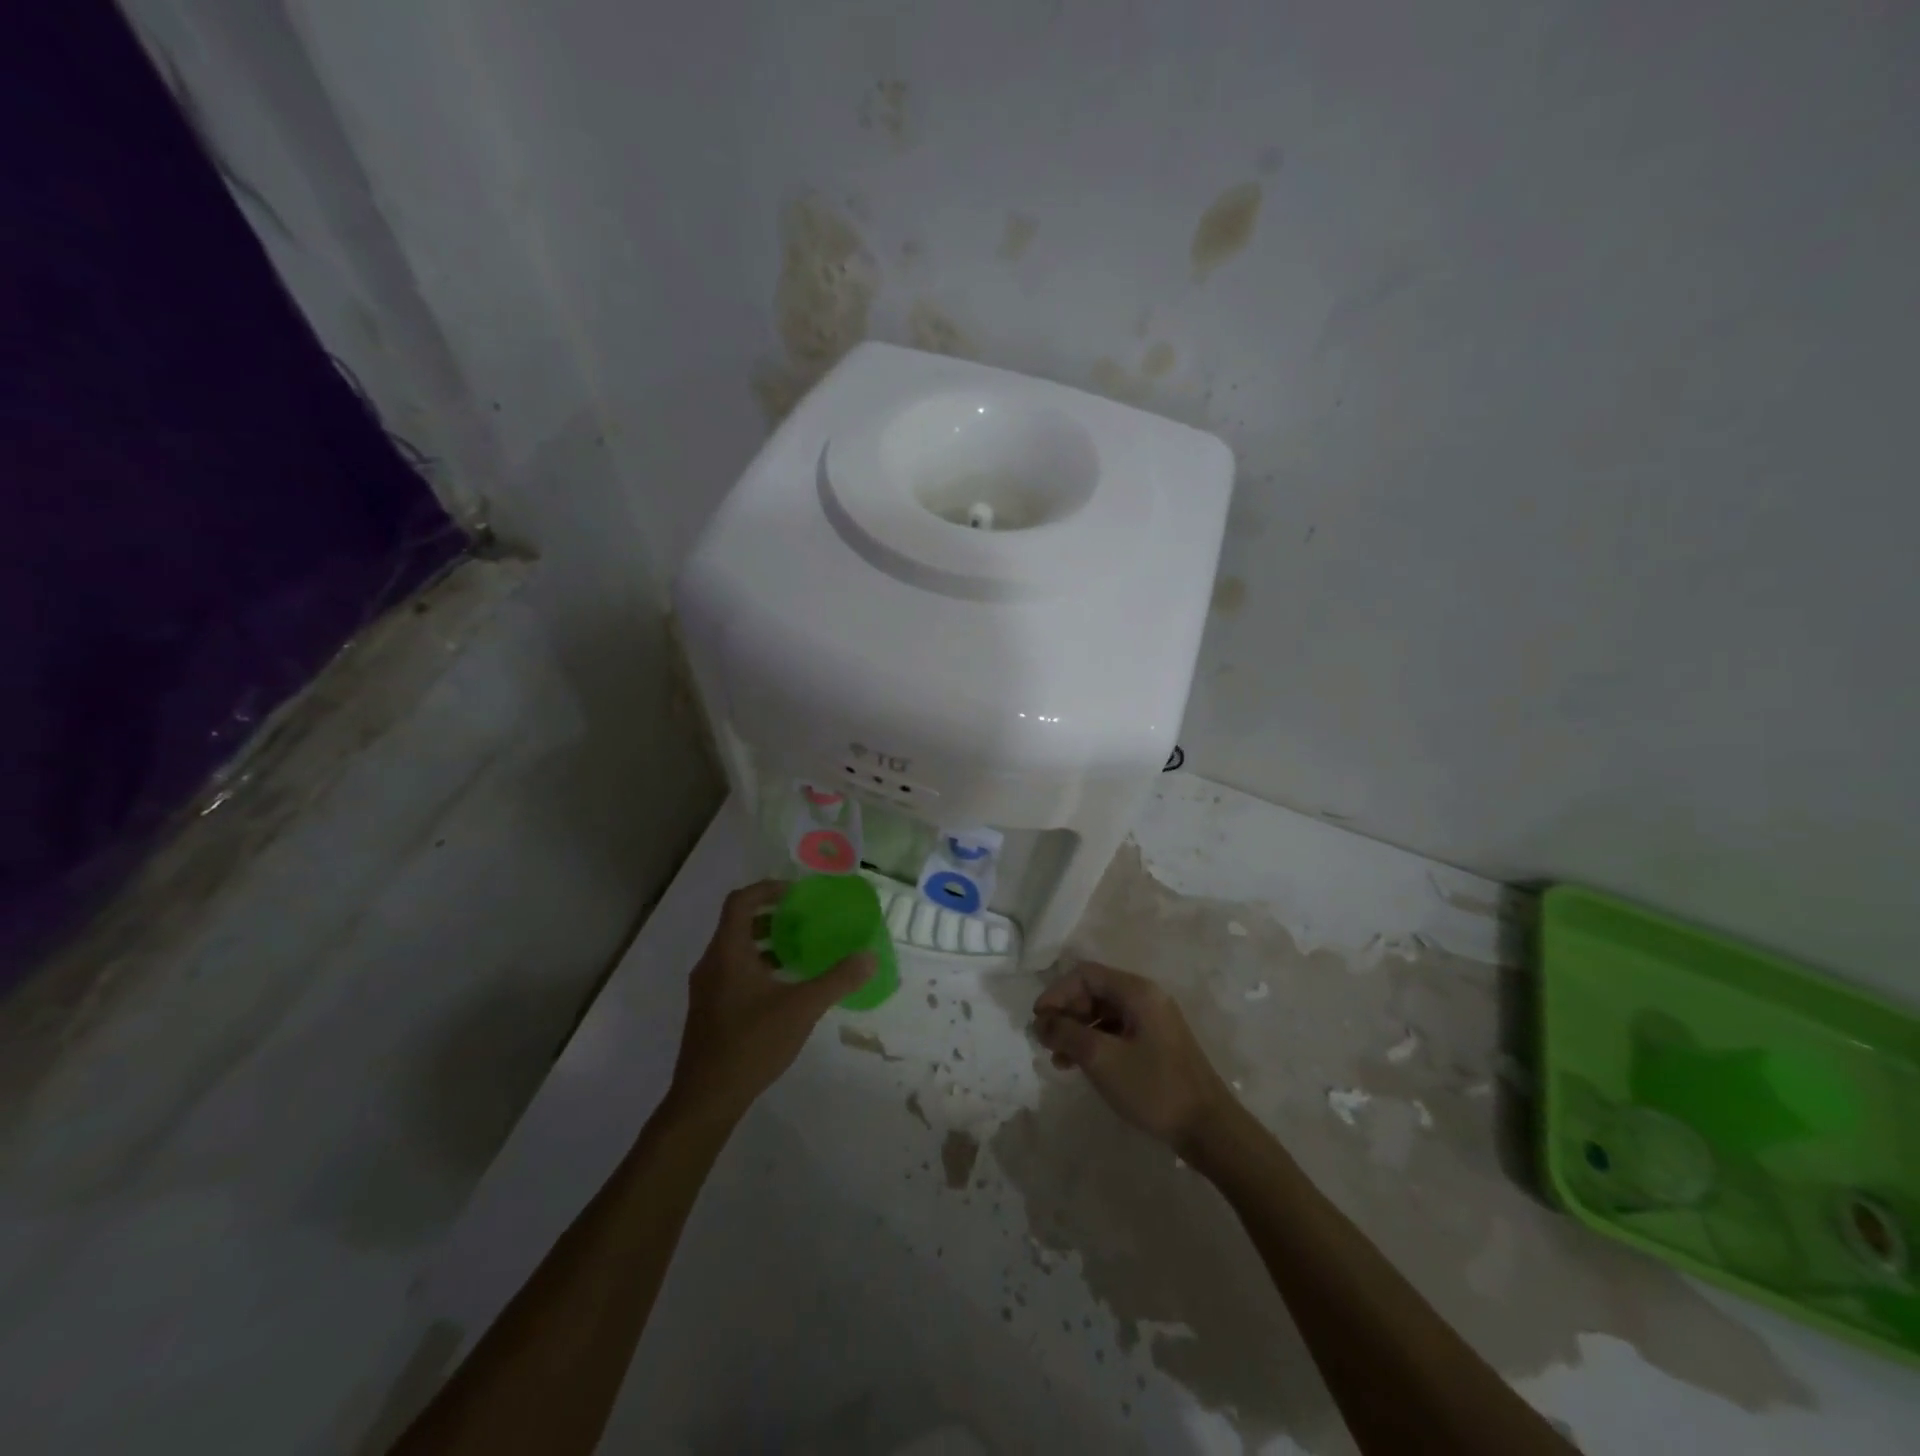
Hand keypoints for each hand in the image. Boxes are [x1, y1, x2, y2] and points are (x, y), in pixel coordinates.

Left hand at [668, 880, 875, 1123]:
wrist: (706, 1099)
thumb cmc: (752, 1043)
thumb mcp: (802, 1008)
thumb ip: (837, 980)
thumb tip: (870, 957)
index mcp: (728, 953)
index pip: (740, 902)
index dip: (767, 889)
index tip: (795, 893)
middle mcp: (711, 964)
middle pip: (736, 924)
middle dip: (770, 917)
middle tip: (802, 920)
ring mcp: (705, 989)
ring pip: (734, 950)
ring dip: (764, 944)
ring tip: (797, 953)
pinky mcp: (708, 1011)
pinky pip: (731, 972)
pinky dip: (756, 967)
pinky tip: (782, 990)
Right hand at [1032, 961, 1235, 1151]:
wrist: (1208, 1129)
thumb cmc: (1153, 1087)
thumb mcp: (1101, 1058)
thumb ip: (1066, 1033)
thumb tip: (1040, 1021)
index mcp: (1137, 991)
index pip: (1085, 974)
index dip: (1056, 992)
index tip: (1038, 1020)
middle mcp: (1146, 997)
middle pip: (1094, 991)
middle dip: (1066, 1013)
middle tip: (1046, 1042)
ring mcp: (1153, 1021)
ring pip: (1103, 1013)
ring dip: (1077, 1031)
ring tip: (1059, 1059)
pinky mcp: (1156, 1043)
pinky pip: (1116, 1031)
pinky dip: (1094, 1043)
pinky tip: (1080, 1067)